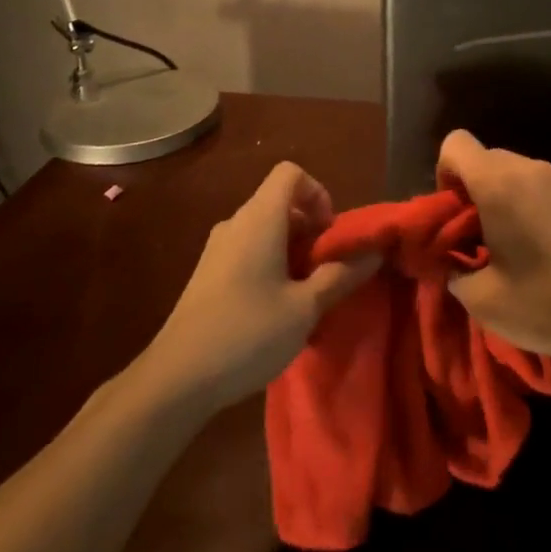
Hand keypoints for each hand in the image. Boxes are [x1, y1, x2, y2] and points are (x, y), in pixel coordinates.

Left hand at [138, 162, 380, 410]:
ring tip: (305, 294)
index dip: (318, 193)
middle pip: (280, 202)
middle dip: (310, 229)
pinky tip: (276, 309)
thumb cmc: (247, 333)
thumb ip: (340, 276)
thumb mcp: (304, 308)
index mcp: (259, 219)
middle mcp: (236, 223)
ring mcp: (217, 248)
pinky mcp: (207, 273)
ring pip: (264, 229)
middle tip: (326, 270)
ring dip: (291, 250)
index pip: (290, 174)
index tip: (329, 234)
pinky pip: (247, 250)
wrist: (177, 377)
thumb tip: (373, 254)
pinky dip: (270, 264)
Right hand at [440, 129, 550, 367]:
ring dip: (522, 203)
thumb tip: (451, 263)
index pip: (456, 144)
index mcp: (500, 184)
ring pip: (531, 179)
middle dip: (483, 193)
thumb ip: (454, 273)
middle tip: (490, 240)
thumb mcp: (484, 302)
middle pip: (493, 161)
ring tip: (536, 253)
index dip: (447, 173)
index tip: (457, 213)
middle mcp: (537, 170)